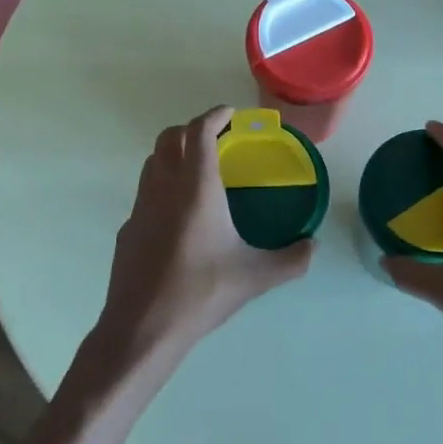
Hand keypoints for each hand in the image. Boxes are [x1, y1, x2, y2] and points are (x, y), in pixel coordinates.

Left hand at [93, 106, 312, 365]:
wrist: (143, 329)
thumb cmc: (201, 293)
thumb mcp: (255, 277)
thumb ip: (291, 259)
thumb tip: (314, 246)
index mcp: (196, 188)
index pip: (199, 131)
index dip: (214, 115)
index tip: (230, 114)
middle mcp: (164, 187)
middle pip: (169, 137)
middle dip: (192, 128)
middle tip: (217, 139)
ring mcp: (140, 206)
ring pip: (152, 161)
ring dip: (173, 152)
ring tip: (198, 169)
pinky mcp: (128, 228)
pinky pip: (145, 191)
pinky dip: (162, 185)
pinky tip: (178, 214)